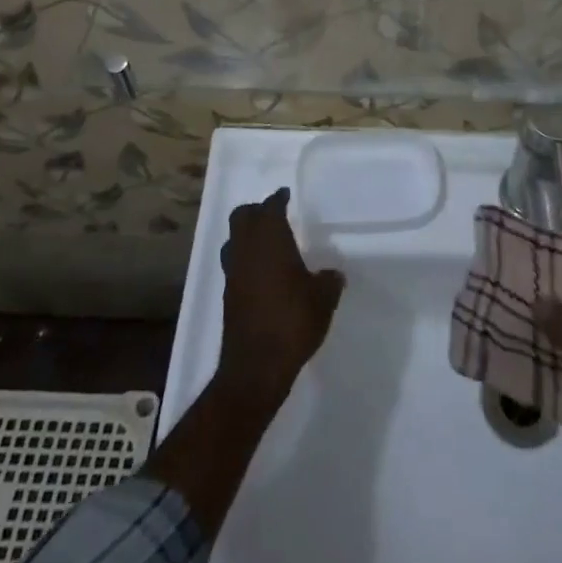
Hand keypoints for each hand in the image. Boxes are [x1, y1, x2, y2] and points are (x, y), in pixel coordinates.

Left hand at [217, 188, 344, 409]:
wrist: (256, 367)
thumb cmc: (293, 321)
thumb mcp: (323, 299)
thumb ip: (329, 280)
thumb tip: (333, 274)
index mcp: (270, 239)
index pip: (270, 208)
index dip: (278, 199)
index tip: (285, 195)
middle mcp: (246, 249)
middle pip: (242, 217)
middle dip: (256, 211)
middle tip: (274, 214)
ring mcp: (233, 273)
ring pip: (233, 240)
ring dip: (246, 235)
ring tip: (267, 242)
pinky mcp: (229, 296)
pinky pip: (234, 264)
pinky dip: (245, 259)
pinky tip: (262, 273)